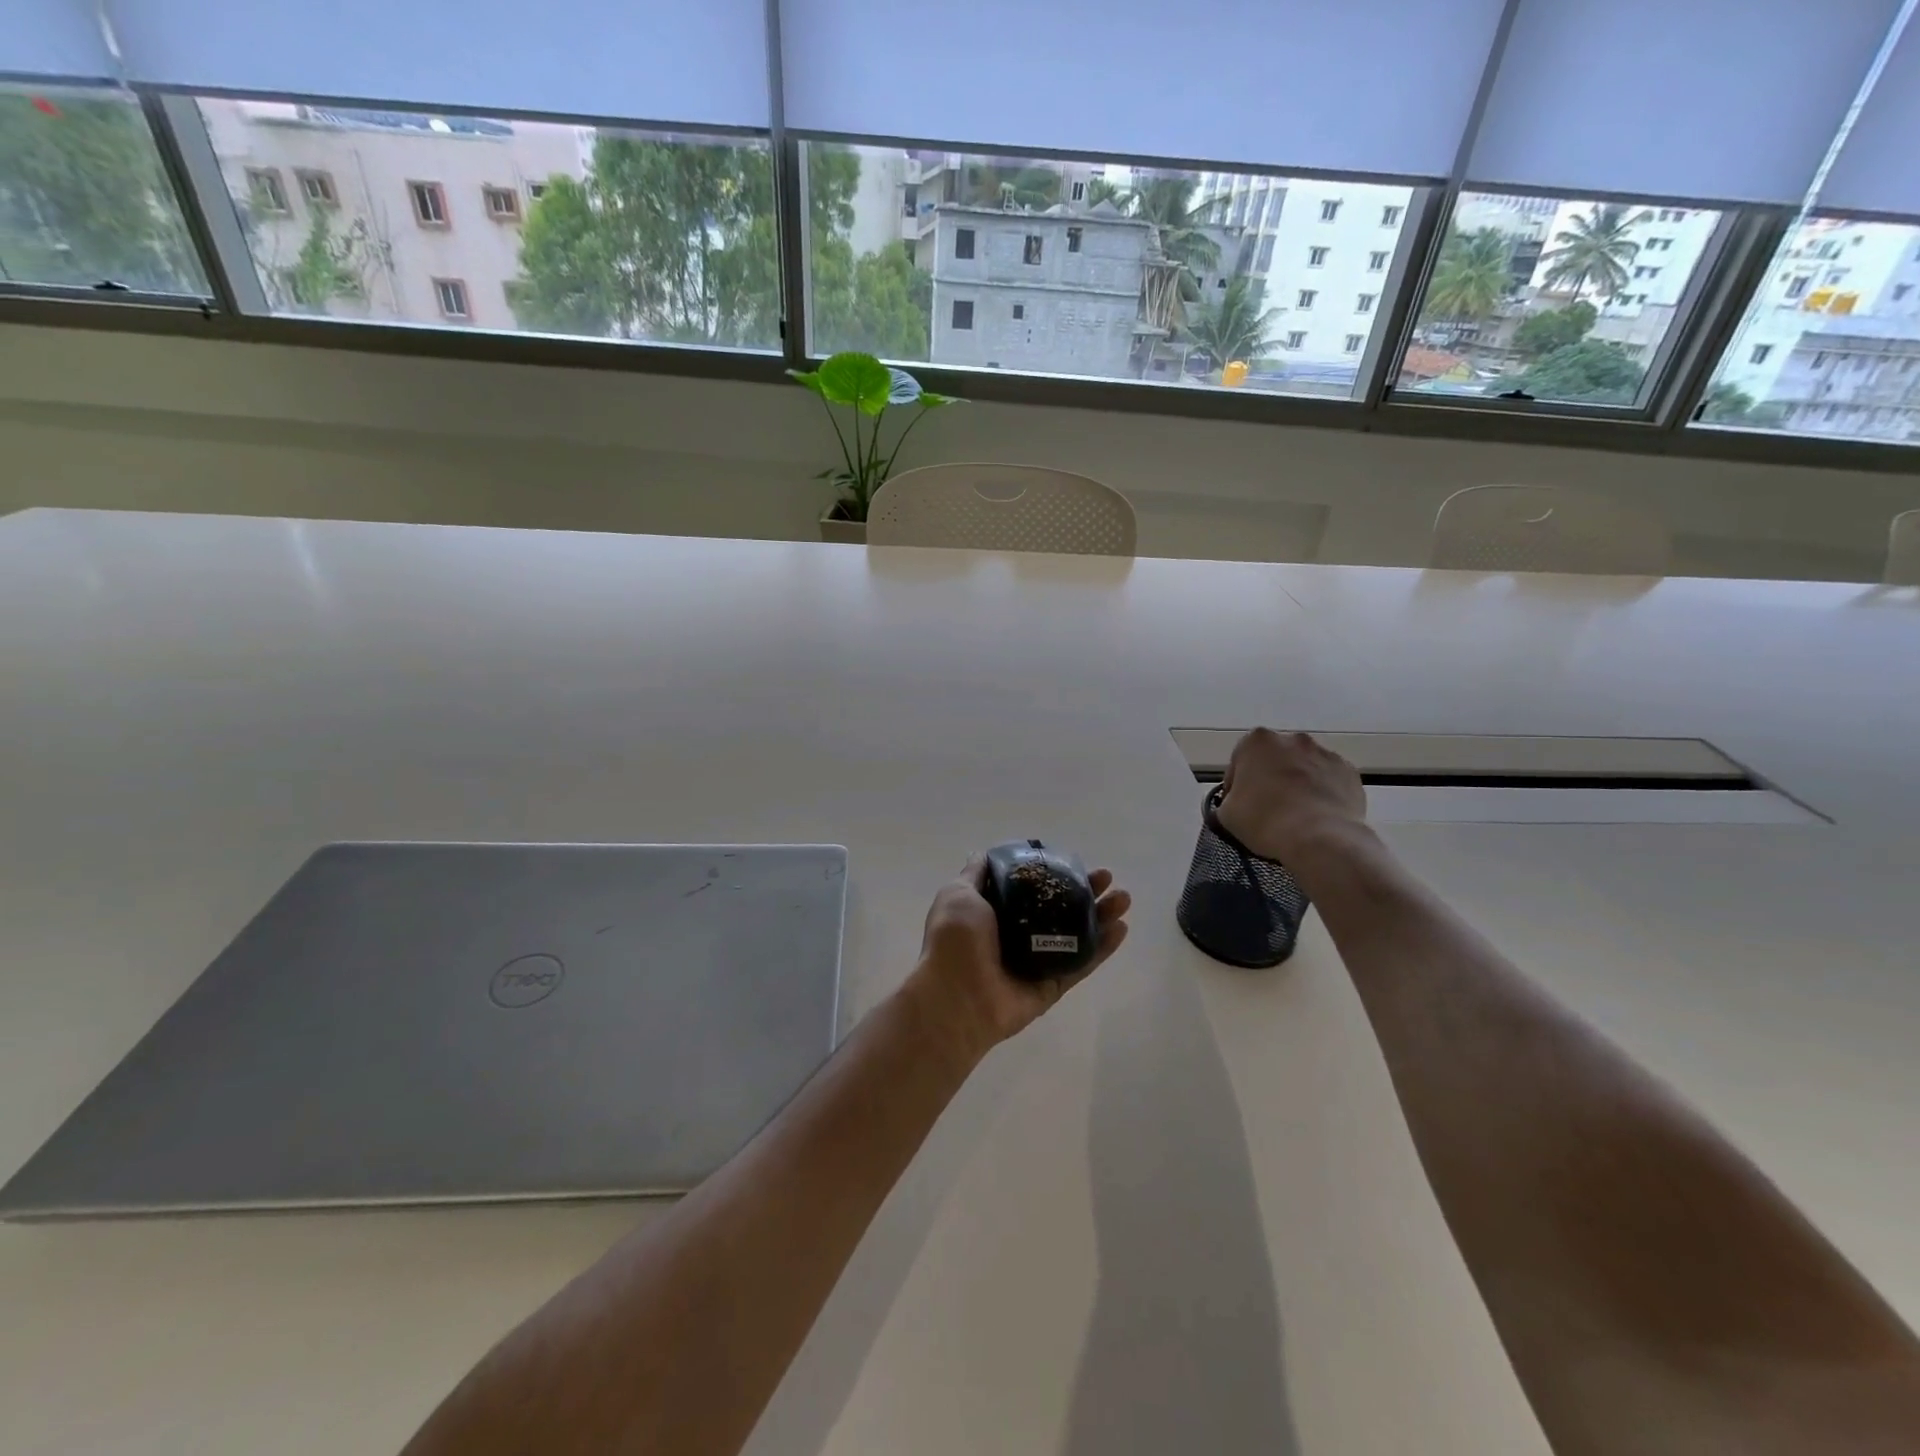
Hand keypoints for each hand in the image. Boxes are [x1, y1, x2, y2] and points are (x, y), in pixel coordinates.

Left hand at [906, 857, 1130, 1060]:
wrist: (957, 997)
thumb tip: (982, 853)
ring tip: (1124, 898)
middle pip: (1060, 908)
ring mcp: (1037, 961)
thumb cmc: (955, 941)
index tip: (1073, 860)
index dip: (1053, 873)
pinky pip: (1082, 963)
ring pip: (1077, 934)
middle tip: (1107, 877)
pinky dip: (1103, 948)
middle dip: (1085, 891)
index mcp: (994, 913)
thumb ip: (975, 875)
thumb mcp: (958, 895)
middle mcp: (1017, 935)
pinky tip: (1122, 928)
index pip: (1031, 888)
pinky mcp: (1052, 986)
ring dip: (1102, 915)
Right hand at [1215, 729, 1367, 866]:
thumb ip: (1230, 799)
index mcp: (1256, 741)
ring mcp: (1325, 753)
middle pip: (1275, 759)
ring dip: (1298, 784)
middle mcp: (1292, 739)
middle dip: (1271, 778)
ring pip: (1304, 768)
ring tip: (1297, 815)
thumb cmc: (1264, 820)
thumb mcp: (1226, 814)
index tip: (1240, 806)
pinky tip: (1318, 816)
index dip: (1237, 786)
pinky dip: (1323, 793)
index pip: (1239, 762)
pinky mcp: (1349, 772)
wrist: (1319, 837)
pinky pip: (1329, 780)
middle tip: (1268, 809)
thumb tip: (1240, 802)